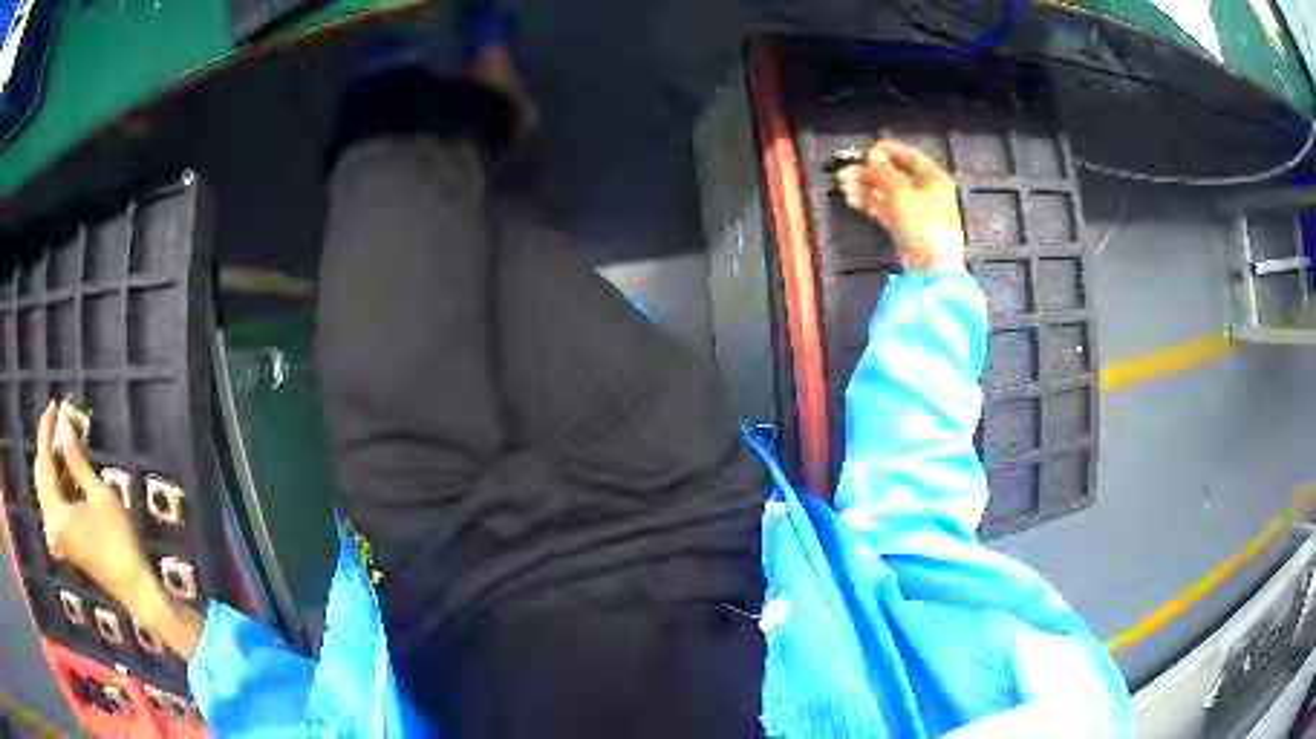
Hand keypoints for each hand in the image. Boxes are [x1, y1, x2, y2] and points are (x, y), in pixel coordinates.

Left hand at [35, 400, 151, 607]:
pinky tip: (65, 475)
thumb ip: (77, 461)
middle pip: (41, 476)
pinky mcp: (63, 542)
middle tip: (57, 421)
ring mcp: (56, 536)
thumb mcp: (99, 495)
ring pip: (45, 490)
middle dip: (47, 446)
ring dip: (51, 465)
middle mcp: (51, 524)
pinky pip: (51, 505)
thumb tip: (65, 426)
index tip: (54, 406)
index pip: (44, 461)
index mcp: (56, 513)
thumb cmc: (118, 540)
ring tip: (63, 444)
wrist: (133, 586)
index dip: (47, 431)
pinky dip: (55, 485)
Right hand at [837, 140, 965, 271]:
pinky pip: (884, 209)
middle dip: (868, 172)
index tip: (866, 148)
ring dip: (865, 187)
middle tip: (844, 172)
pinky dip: (869, 203)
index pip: (910, 156)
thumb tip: (872, 155)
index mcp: (933, 178)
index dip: (889, 150)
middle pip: (894, 175)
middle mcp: (925, 191)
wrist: (930, 268)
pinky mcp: (904, 228)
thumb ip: (883, 171)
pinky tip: (852, 200)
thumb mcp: (901, 191)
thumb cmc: (923, 223)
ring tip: (843, 186)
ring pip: (886, 192)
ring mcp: (914, 211)